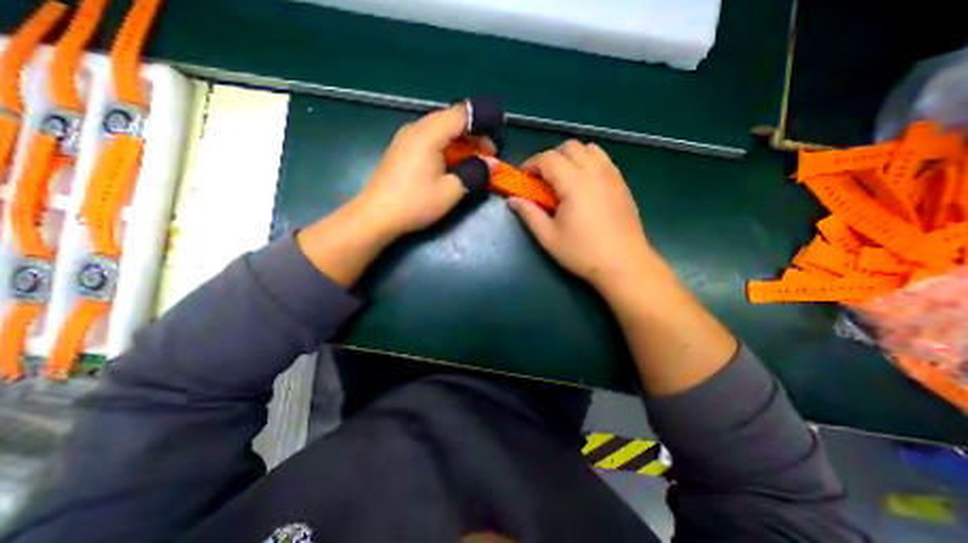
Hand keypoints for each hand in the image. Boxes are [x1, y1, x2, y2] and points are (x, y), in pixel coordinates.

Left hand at [298, 101, 492, 286]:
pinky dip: (446, 148)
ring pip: (440, 130)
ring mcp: (406, 139)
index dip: (483, 124)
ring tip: (473, 162)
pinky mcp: (401, 150)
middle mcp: (416, 128)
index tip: (495, 144)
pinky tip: (451, 165)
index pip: (462, 114)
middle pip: (451, 120)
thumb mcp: (451, 191)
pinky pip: (429, 140)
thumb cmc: (415, 203)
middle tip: (488, 158)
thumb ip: (475, 173)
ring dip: (460, 143)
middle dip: (474, 136)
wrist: (375, 216)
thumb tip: (492, 164)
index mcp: (429, 133)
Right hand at [510, 139, 661, 295]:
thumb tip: (512, 200)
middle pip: (570, 146)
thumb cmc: (582, 252)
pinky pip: (603, 160)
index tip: (523, 177)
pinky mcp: (622, 183)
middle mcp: (595, 171)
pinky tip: (584, 185)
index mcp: (574, 183)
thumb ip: (529, 214)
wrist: (624, 264)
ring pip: (589, 148)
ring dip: (571, 157)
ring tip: (564, 179)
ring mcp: (612, 175)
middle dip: (551, 157)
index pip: (548, 158)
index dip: (531, 164)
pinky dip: (588, 162)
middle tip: (542, 179)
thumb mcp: (548, 237)